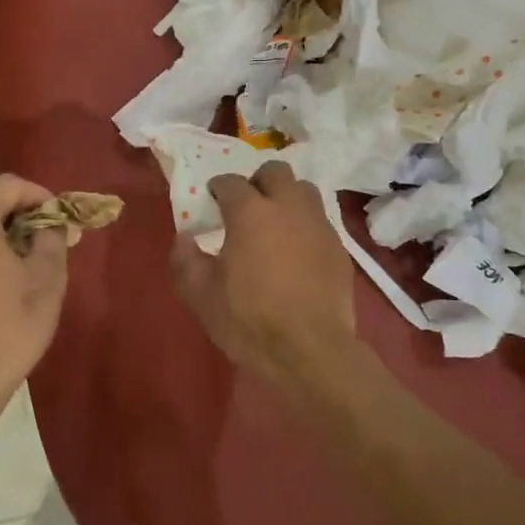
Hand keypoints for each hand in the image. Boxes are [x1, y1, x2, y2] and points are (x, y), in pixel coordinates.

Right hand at [170, 161, 357, 385]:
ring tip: (275, 224)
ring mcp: (319, 226)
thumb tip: (185, 238)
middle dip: (258, 182)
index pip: (230, 182)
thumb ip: (185, 259)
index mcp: (250, 212)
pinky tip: (296, 252)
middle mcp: (288, 207)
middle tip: (246, 207)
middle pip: (275, 172)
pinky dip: (305, 226)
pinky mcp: (340, 248)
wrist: (311, 352)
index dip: (218, 189)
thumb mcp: (200, 295)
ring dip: (287, 198)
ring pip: (304, 191)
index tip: (212, 203)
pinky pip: (320, 221)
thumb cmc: (249, 320)